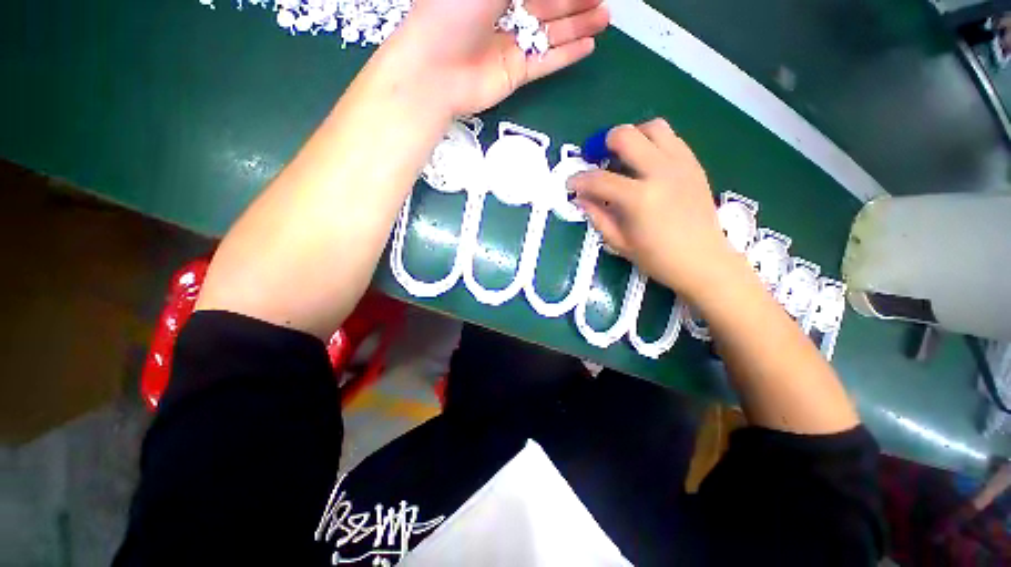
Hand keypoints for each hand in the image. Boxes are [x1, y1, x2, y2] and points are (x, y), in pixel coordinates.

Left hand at [392, 0, 609, 115]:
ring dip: (577, 25)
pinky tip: (588, 47)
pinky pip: (545, 62)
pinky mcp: (514, 74)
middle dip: (576, 2)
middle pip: (547, 5)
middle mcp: (504, 14)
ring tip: (604, 18)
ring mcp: (510, 46)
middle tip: (602, 0)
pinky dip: (566, 55)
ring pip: (550, 33)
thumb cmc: (452, 11)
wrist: (434, 70)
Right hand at [568, 119, 740, 300]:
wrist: (703, 260)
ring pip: (653, 127)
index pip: (599, 179)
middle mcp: (660, 173)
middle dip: (604, 143)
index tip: (570, 183)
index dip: (579, 180)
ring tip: (624, 156)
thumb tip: (580, 198)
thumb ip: (597, 216)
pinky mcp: (694, 164)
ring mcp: (681, 164)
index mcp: (639, 198)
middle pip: (626, 136)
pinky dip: (653, 143)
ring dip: (632, 136)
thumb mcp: (619, 242)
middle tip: (598, 159)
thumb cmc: (657, 258)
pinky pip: (671, 138)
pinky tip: (646, 163)